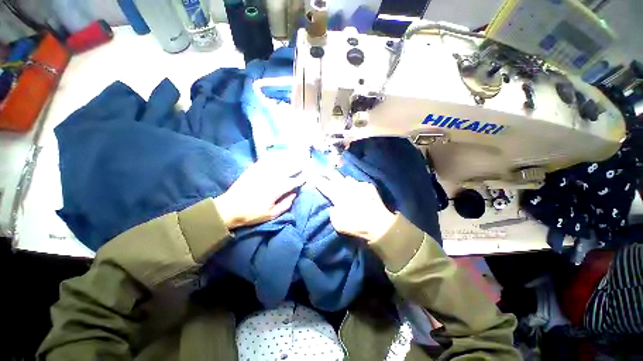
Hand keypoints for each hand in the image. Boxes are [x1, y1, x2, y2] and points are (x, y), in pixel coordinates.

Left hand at [214, 156, 303, 228]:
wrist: (229, 208)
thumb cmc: (252, 213)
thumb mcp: (271, 214)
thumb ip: (285, 204)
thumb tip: (294, 194)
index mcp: (277, 189)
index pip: (293, 181)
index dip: (301, 178)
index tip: (307, 176)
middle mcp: (272, 177)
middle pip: (288, 169)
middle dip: (298, 166)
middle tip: (305, 163)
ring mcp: (262, 171)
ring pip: (279, 162)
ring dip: (289, 159)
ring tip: (295, 156)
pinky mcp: (254, 168)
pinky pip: (266, 160)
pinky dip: (274, 157)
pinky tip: (279, 155)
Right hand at [314, 172, 395, 242]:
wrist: (377, 222)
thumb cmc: (355, 224)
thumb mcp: (337, 224)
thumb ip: (333, 213)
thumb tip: (334, 207)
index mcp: (336, 195)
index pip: (323, 184)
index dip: (316, 180)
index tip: (311, 175)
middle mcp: (345, 186)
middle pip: (334, 175)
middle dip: (327, 172)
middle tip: (324, 171)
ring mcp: (357, 184)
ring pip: (347, 178)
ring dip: (343, 180)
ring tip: (343, 183)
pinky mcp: (368, 185)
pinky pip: (359, 183)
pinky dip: (356, 187)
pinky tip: (358, 191)